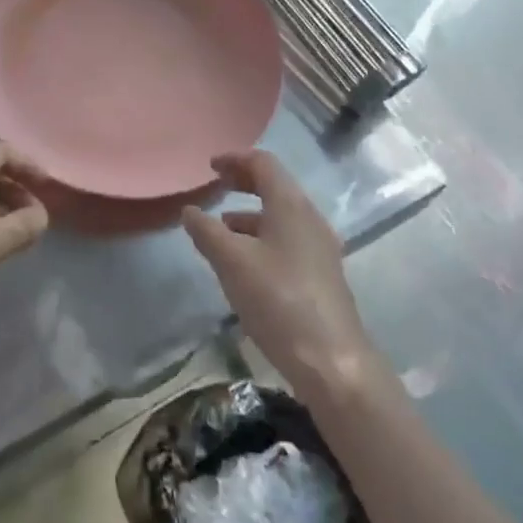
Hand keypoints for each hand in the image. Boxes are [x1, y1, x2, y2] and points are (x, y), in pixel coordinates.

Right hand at [182, 150, 374, 394]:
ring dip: (250, 213)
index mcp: (290, 205)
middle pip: (275, 186)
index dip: (235, 159)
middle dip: (244, 183)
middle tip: (216, 186)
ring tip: (221, 228)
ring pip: (281, 216)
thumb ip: (206, 231)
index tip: (210, 166)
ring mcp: (320, 248)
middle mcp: (309, 218)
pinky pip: (287, 239)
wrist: (332, 363)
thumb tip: (189, 211)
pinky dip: (262, 237)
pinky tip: (245, 263)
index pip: (263, 163)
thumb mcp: (231, 262)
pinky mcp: (321, 275)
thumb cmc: (278, 300)